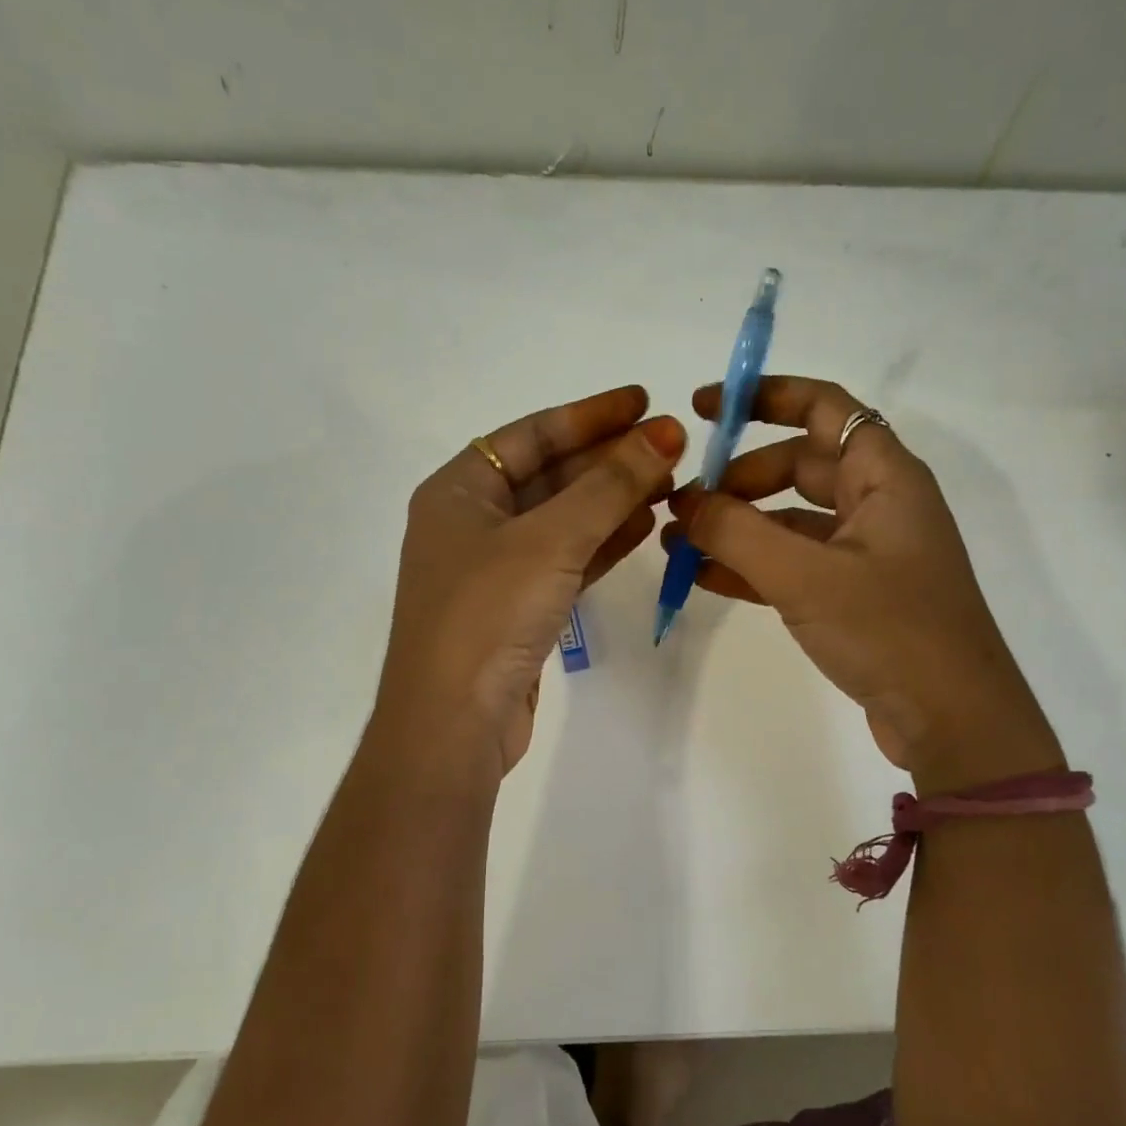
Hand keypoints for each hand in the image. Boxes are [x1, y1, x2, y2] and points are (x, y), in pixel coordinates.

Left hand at [377, 386, 685, 777]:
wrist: (453, 724)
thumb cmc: (487, 615)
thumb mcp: (549, 540)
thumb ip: (609, 486)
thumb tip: (664, 434)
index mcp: (459, 490)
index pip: (531, 434)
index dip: (589, 415)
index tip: (643, 401)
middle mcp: (473, 522)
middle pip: (551, 475)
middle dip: (609, 460)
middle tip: (672, 446)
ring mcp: (495, 569)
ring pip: (564, 520)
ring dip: (614, 501)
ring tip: (671, 484)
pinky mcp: (519, 609)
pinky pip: (567, 561)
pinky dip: (604, 543)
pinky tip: (646, 526)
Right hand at [663, 376, 1058, 786]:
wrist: (953, 722)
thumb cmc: (889, 631)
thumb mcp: (805, 576)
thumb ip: (736, 533)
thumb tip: (683, 502)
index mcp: (884, 477)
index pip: (823, 407)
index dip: (764, 397)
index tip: (705, 409)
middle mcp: (878, 504)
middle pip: (799, 464)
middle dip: (738, 478)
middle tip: (684, 502)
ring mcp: (867, 553)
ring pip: (791, 519)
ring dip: (737, 526)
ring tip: (677, 542)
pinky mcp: (856, 596)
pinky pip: (794, 564)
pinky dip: (752, 566)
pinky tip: (704, 578)